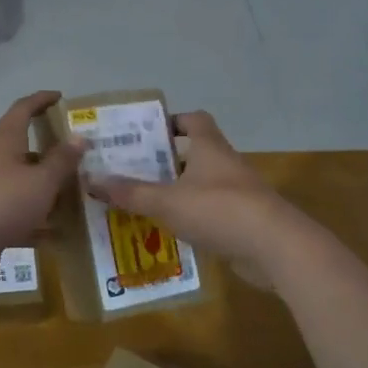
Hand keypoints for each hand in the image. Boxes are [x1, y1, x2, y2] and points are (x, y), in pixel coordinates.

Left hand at [0, 92, 84, 286]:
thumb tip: (79, 137)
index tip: (59, 96)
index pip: (22, 110)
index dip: (41, 100)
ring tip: (73, 195)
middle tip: (75, 156)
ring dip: (44, 187)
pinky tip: (57, 235)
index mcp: (5, 141)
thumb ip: (62, 160)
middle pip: (22, 148)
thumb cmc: (4, 201)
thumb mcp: (42, 180)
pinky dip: (36, 220)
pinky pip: (17, 213)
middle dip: (48, 151)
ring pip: (21, 182)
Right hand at [85, 111, 309, 286]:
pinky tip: (169, 233)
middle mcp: (225, 165)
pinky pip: (211, 214)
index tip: (147, 132)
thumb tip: (91, 180)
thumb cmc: (219, 210)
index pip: (194, 120)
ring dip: (177, 193)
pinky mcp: (244, 222)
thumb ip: (130, 192)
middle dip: (165, 162)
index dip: (172, 121)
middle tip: (132, 171)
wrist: (276, 248)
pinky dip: (192, 219)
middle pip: (194, 154)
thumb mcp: (167, 201)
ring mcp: (238, 194)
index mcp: (209, 148)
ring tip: (143, 203)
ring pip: (202, 186)